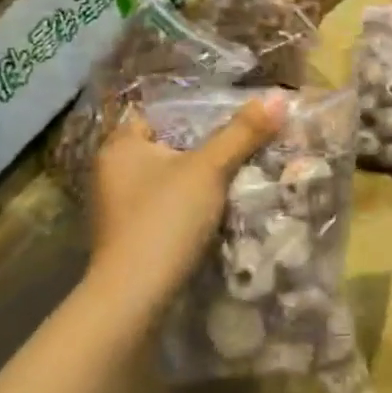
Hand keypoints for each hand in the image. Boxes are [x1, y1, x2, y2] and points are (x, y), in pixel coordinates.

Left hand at [88, 94, 286, 317]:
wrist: (135, 295)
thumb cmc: (165, 219)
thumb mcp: (210, 169)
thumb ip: (242, 132)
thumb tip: (278, 97)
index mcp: (120, 147)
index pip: (156, 112)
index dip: (191, 109)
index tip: (228, 112)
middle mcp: (112, 172)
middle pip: (166, 146)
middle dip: (201, 145)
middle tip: (243, 139)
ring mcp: (119, 207)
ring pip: (167, 178)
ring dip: (197, 177)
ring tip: (238, 169)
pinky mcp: (131, 235)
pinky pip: (166, 205)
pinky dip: (189, 203)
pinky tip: (217, 207)